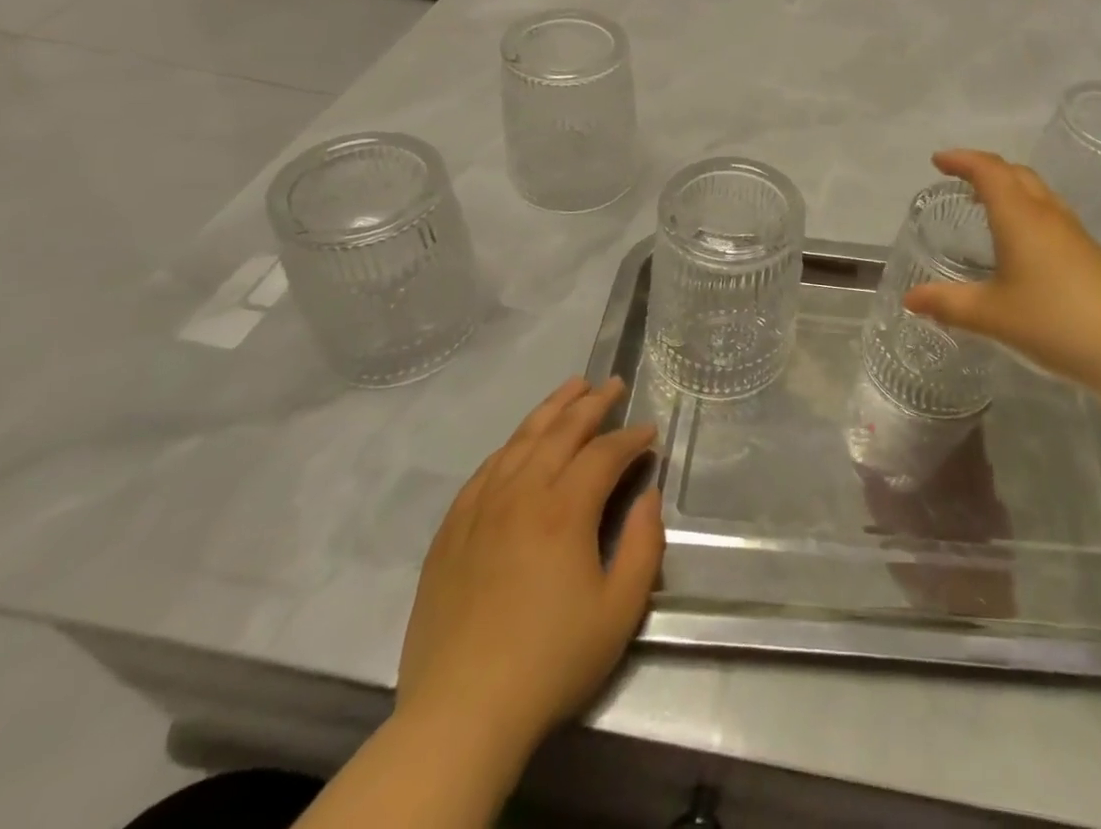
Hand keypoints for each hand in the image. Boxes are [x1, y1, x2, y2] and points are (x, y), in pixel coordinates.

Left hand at [395, 378, 663, 767]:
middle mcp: (521, 494)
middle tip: (614, 384)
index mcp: (564, 510)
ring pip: (520, 440)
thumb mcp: (620, 611)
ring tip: (573, 386)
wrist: (459, 716)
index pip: (605, 452)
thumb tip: (649, 497)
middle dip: (593, 403)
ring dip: (551, 409)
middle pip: (561, 431)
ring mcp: (480, 509)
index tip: (650, 432)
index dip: (632, 437)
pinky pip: (485, 469)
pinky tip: (520, 442)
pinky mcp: (451, 531)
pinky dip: (511, 445)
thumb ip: (645, 545)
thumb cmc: (550, 662)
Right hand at [904, 150, 1100, 387]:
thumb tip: (910, 298)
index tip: (938, 161)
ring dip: (1010, 187)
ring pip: (1037, 192)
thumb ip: (947, 304)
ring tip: (988, 204)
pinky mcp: (1089, 252)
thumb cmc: (1051, 321)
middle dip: (985, 169)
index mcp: (1019, 216)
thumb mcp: (989, 315)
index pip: (988, 170)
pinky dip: (1027, 210)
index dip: (962, 160)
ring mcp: (1073, 231)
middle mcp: (1047, 214)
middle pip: (1015, 173)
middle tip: (960, 179)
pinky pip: (1050, 213)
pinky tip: (1022, 243)